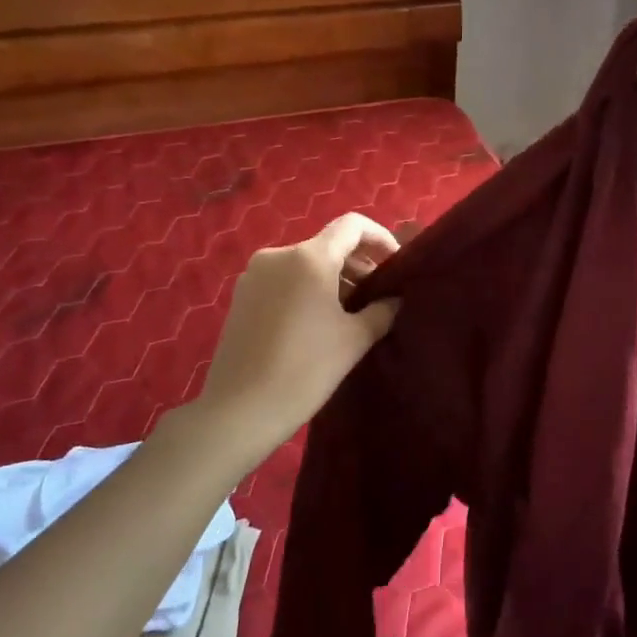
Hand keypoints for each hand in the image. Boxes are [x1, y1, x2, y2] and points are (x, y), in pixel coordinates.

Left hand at [192, 213, 400, 461]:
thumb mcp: (355, 339)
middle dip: (358, 264)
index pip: (352, 226)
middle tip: (378, 295)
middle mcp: (278, 256)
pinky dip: (308, 290)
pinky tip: (319, 322)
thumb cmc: (306, 369)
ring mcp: (254, 276)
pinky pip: (284, 280)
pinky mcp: (241, 297)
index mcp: (309, 258)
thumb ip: (382, 310)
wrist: (241, 410)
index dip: (380, 237)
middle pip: (328, 245)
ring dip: (333, 279)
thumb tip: (394, 299)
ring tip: (352, 312)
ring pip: (305, 264)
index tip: (395, 263)